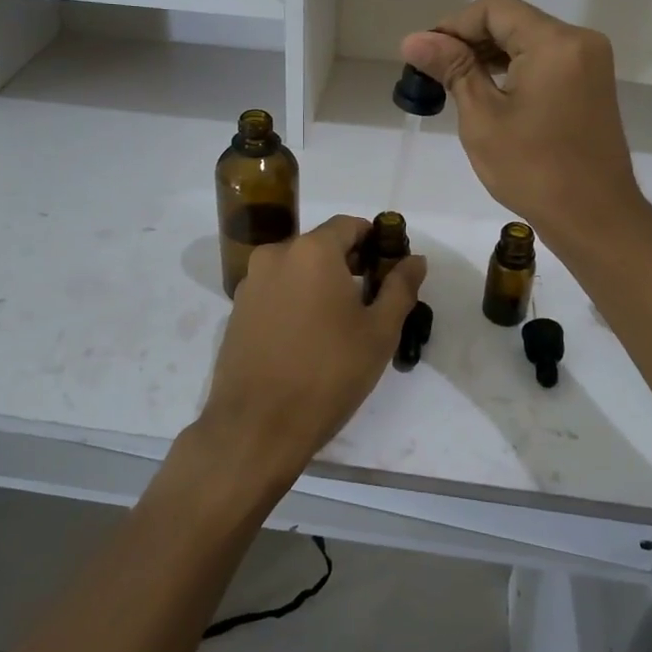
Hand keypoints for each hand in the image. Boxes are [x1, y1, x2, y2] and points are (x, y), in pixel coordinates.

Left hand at [199, 215, 426, 492]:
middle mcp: (275, 255)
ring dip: (320, 283)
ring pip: (296, 269)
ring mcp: (250, 283)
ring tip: (340, 323)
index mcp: (311, 251)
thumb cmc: (328, 373)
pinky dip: (296, 300)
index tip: (390, 269)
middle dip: (349, 263)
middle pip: (321, 245)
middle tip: (371, 300)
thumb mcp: (379, 332)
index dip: (375, 240)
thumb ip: (400, 288)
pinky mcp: (236, 311)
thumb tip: (415, 259)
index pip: (349, 226)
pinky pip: (276, 291)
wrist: (257, 425)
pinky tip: (308, 337)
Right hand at [402, 0, 646, 248]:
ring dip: (490, 55)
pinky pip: (545, 60)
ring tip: (453, 82)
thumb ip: (452, 69)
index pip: (494, 9)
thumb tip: (413, 39)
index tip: (423, 54)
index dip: (453, 25)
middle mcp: (579, 41)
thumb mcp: (482, 117)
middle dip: (469, 40)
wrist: (594, 217)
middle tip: (431, 71)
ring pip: (528, 40)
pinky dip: (514, 68)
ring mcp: (590, 62)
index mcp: (555, 42)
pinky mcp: (592, 84)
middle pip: (513, 20)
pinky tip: (487, 90)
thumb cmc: (533, 170)